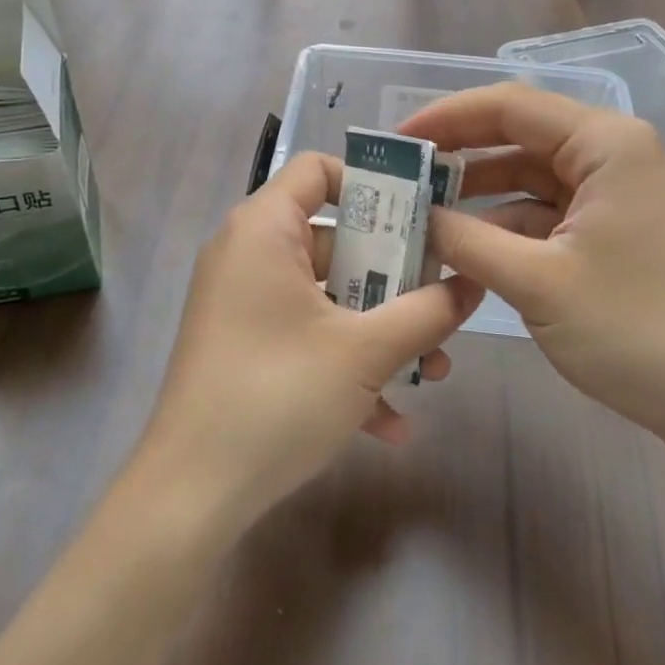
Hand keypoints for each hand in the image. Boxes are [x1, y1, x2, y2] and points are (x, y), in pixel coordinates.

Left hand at [135, 152, 483, 536]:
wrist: (191, 494)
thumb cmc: (279, 396)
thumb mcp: (366, 351)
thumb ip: (427, 310)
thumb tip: (472, 283)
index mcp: (264, 230)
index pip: (317, 169)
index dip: (371, 184)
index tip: (420, 217)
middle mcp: (248, 254)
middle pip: (334, 237)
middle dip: (394, 275)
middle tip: (440, 301)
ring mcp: (243, 304)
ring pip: (326, 295)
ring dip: (379, 329)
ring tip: (434, 371)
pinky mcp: (243, 348)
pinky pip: (303, 336)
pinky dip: (344, 364)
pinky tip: (389, 423)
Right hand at [401, 84, 664, 453]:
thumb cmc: (634, 330)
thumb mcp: (536, 282)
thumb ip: (466, 240)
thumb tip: (414, 217)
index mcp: (606, 144)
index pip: (510, 106)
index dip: (447, 117)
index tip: (395, 140)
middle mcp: (614, 153)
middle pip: (520, 135)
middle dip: (460, 154)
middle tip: (402, 176)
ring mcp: (616, 192)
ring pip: (530, 174)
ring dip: (479, 193)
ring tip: (422, 211)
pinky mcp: (613, 227)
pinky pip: (547, 210)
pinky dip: (506, 224)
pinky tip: (466, 246)